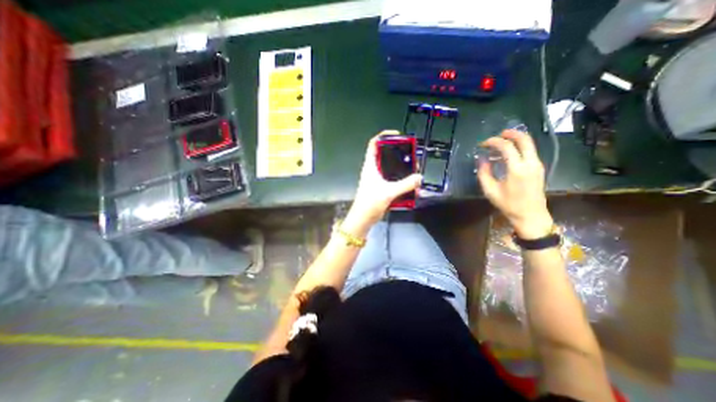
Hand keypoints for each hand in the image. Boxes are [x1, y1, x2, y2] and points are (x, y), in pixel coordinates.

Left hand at [348, 130, 423, 226]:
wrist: (363, 219)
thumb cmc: (370, 202)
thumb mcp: (388, 192)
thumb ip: (405, 185)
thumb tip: (419, 177)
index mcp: (370, 166)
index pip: (374, 144)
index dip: (384, 136)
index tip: (398, 136)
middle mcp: (373, 170)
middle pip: (385, 155)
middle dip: (398, 154)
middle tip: (411, 156)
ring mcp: (377, 179)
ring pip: (390, 168)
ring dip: (401, 168)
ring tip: (413, 171)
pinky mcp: (381, 188)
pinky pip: (392, 180)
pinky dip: (400, 180)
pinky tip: (410, 185)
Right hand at [481, 129, 551, 238]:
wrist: (531, 215)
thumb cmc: (508, 204)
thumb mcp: (490, 190)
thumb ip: (484, 173)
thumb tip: (481, 159)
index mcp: (517, 169)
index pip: (506, 147)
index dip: (493, 142)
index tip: (483, 144)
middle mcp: (531, 163)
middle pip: (524, 139)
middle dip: (510, 134)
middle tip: (498, 134)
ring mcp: (537, 165)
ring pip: (529, 144)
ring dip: (515, 140)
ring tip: (501, 143)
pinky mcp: (539, 168)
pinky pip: (530, 151)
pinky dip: (519, 147)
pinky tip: (509, 153)